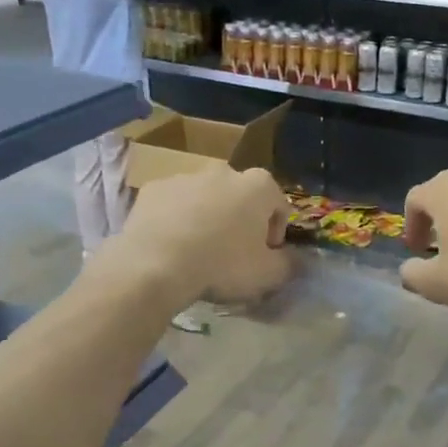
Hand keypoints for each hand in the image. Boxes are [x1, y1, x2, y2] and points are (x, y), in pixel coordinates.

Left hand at [109, 163, 290, 304]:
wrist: (156, 264)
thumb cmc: (222, 265)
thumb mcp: (268, 275)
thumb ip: (289, 265)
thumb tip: (294, 260)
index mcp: (258, 186)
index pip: (279, 206)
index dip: (275, 234)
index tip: (264, 257)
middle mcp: (224, 171)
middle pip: (240, 197)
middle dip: (240, 221)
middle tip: (232, 255)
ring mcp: (185, 176)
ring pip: (205, 198)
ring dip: (207, 218)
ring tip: (197, 252)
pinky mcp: (153, 188)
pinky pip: (173, 204)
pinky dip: (176, 220)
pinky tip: (171, 246)